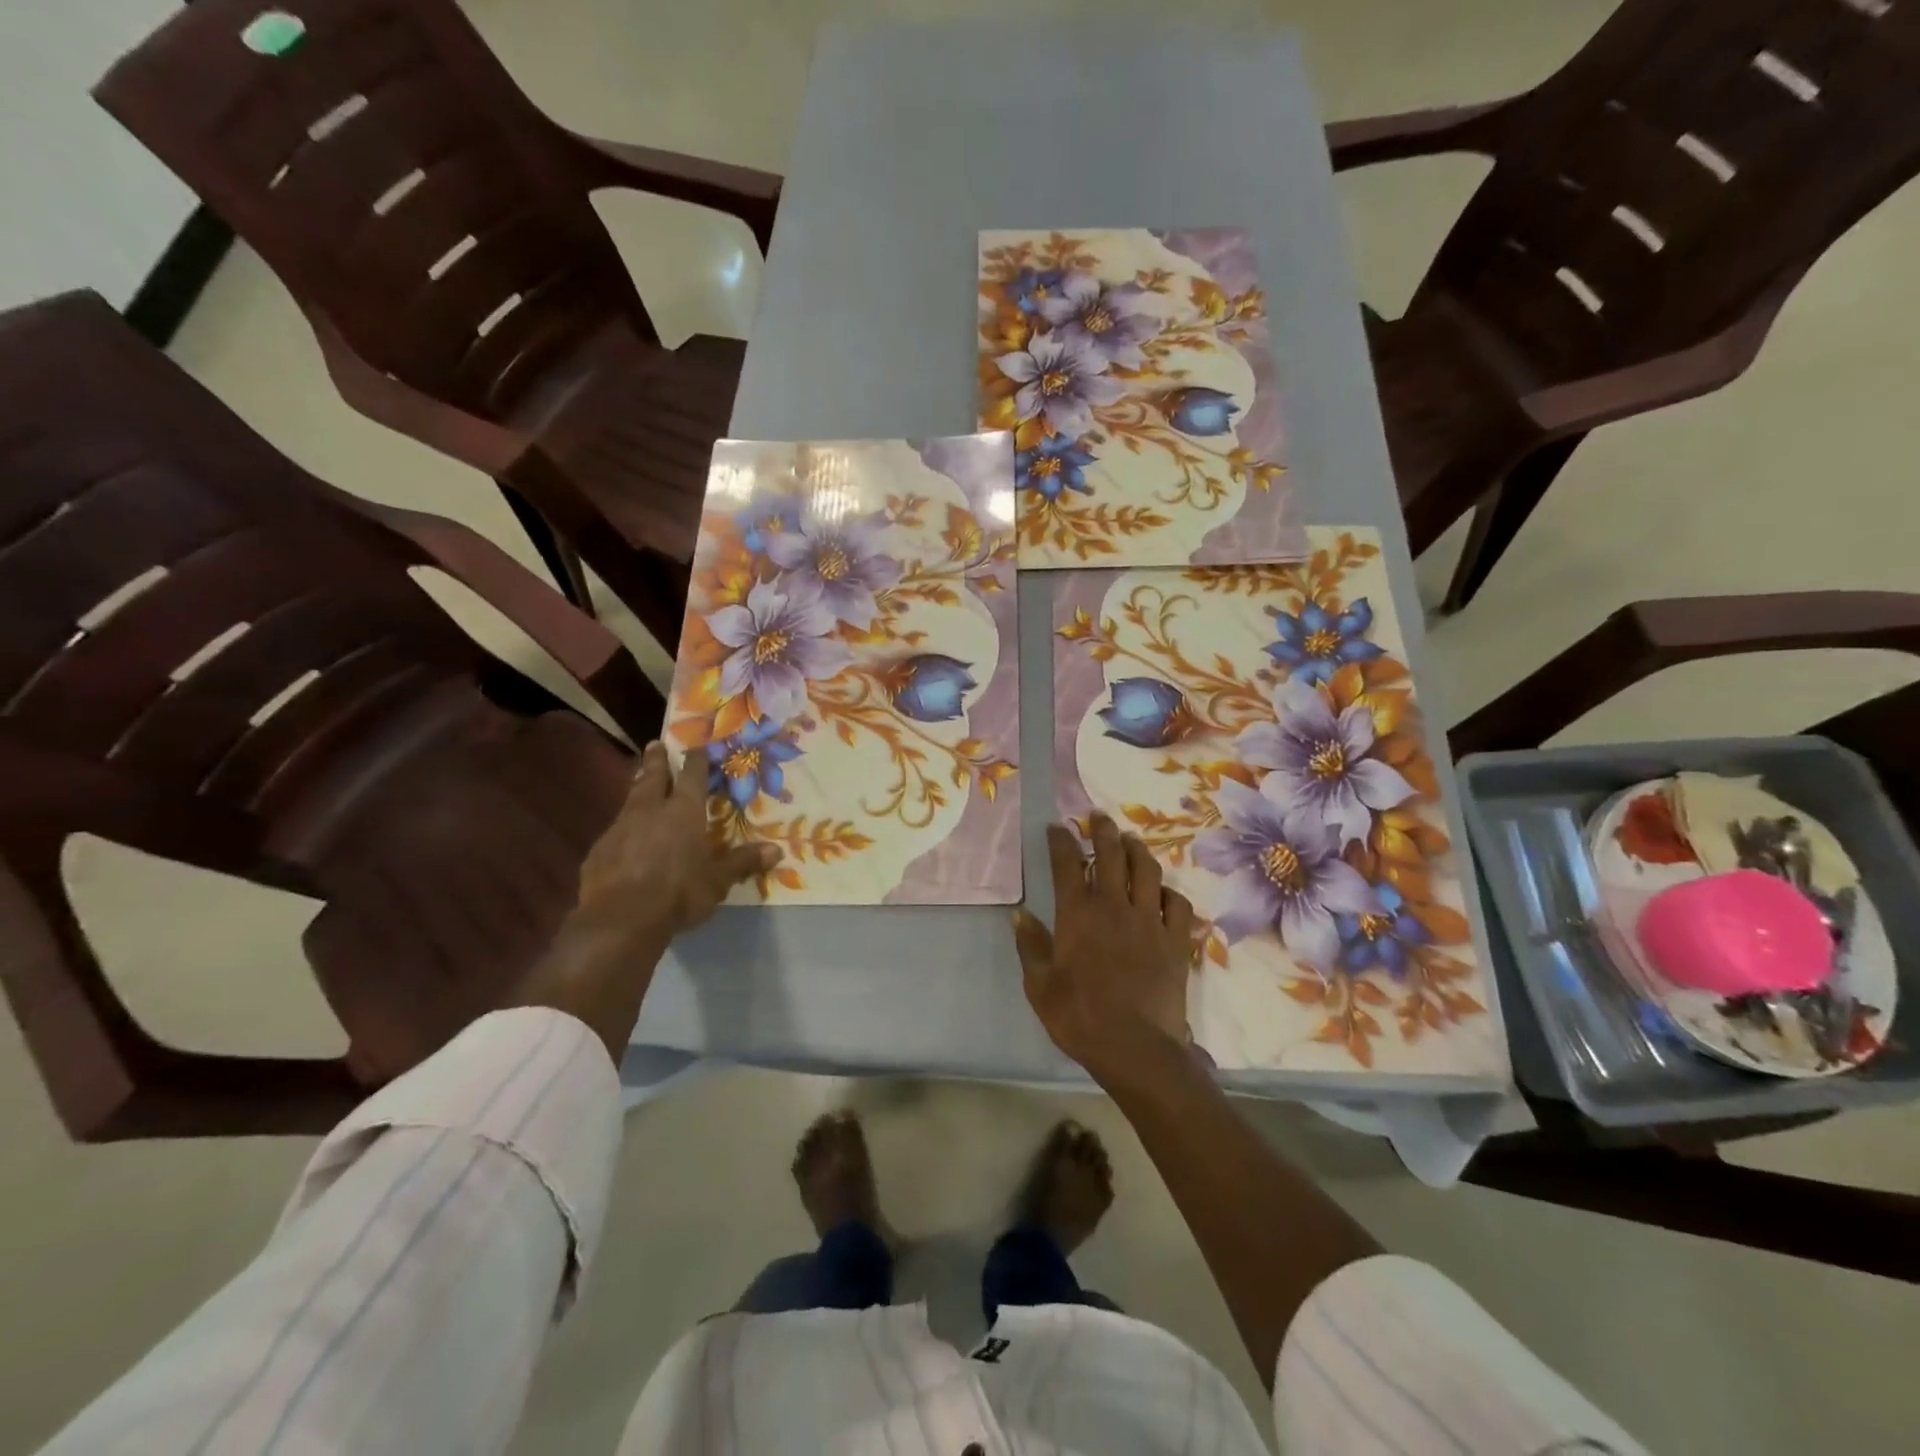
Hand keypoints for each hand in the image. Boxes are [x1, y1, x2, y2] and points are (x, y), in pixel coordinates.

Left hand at [519, 743, 777, 1058]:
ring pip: (630, 800)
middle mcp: (650, 811)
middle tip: (655, 743)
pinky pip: (615, 832)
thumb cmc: (679, 893)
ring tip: (640, 780)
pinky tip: (625, 838)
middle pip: (653, 777)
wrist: (620, 920)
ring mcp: (620, 829)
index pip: (692, 776)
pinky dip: (623, 828)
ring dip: (637, 788)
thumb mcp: (718, 881)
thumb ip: (743, 863)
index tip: (696, 746)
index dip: (696, 760)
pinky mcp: (599, 851)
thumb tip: (776, 851)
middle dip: (656, 760)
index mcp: (683, 812)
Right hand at [1013, 813, 1194, 1084]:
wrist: (1135, 1047)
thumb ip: (1030, 945)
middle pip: (1110, 855)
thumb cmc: (1079, 1017)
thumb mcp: (1040, 985)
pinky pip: (1178, 904)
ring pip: (1147, 871)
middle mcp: (1114, 906)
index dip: (1061, 841)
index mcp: (1077, 914)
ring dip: (1137, 850)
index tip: (1057, 827)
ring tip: (1131, 840)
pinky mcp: (1176, 940)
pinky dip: (1169, 893)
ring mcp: (1149, 921)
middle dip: (1102, 830)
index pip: (1067, 865)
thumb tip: (1018, 914)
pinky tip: (1163, 893)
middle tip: (1098, 816)